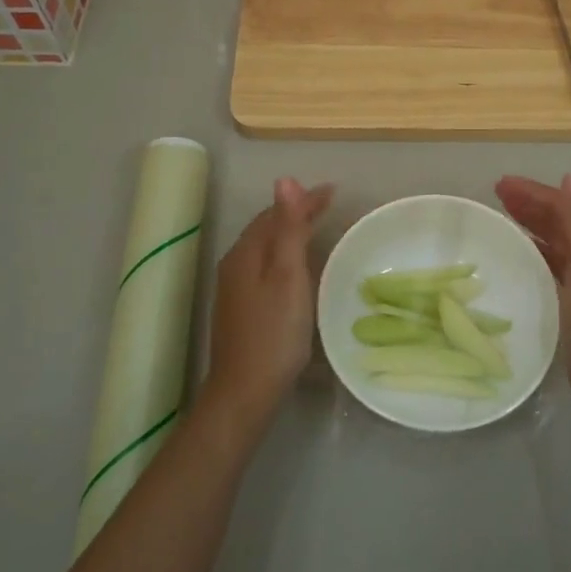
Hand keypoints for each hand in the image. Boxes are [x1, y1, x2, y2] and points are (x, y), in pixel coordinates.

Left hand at [205, 178, 333, 421]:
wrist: (245, 391)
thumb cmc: (274, 332)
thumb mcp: (287, 276)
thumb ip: (288, 229)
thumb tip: (284, 180)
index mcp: (247, 253)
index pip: (276, 213)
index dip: (304, 200)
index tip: (334, 191)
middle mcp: (236, 264)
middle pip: (268, 228)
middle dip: (297, 213)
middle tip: (328, 205)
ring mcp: (236, 288)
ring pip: (266, 248)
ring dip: (291, 233)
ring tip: (318, 229)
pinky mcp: (242, 308)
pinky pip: (265, 267)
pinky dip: (285, 256)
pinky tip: (298, 268)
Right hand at [495, 174, 570, 415]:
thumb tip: (570, 179)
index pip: (566, 204)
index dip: (534, 191)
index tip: (500, 184)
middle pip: (560, 218)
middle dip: (531, 202)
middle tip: (496, 193)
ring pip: (554, 237)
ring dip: (531, 221)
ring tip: (502, 212)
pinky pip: (550, 259)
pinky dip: (534, 247)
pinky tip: (517, 247)